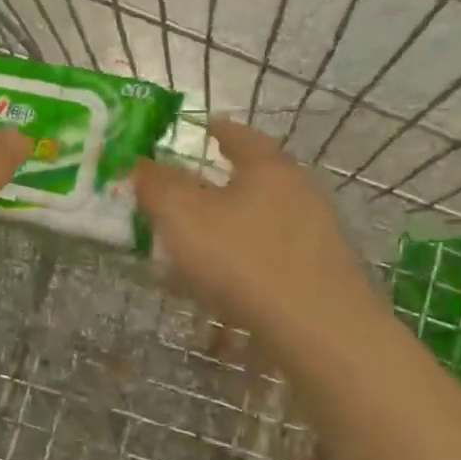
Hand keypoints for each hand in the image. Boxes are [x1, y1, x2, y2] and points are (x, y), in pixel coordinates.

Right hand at [133, 118, 382, 338]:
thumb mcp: (182, 216)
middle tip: (182, 194)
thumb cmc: (244, 259)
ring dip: (224, 228)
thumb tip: (140, 164)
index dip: (216, 130)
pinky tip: (215, 287)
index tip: (201, 128)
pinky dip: (239, 262)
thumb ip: (156, 185)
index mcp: (268, 168)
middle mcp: (298, 193)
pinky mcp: (317, 275)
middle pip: (252, 179)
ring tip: (189, 247)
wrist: (319, 331)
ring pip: (257, 221)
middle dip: (215, 185)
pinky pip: (267, 257)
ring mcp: (314, 236)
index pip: (239, 135)